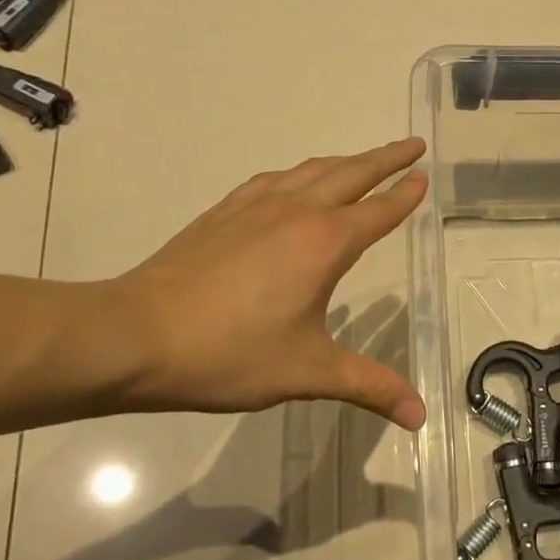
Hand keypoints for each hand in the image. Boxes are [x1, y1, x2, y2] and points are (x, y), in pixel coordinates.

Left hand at [105, 138, 429, 428]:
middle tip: (413, 145)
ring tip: (362, 160)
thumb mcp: (307, 372)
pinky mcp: (223, 212)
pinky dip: (300, 173)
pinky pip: (274, 179)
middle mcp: (296, 212)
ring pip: (312, 170)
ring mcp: (255, 206)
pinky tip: (292, 183)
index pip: (378, 210)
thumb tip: (421, 414)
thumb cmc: (229, 353)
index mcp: (324, 243)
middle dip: (386, 158)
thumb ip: (368, 386)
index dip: (405, 195)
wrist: (136, 334)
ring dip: (345, 161)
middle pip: (351, 173)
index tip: (423, 175)